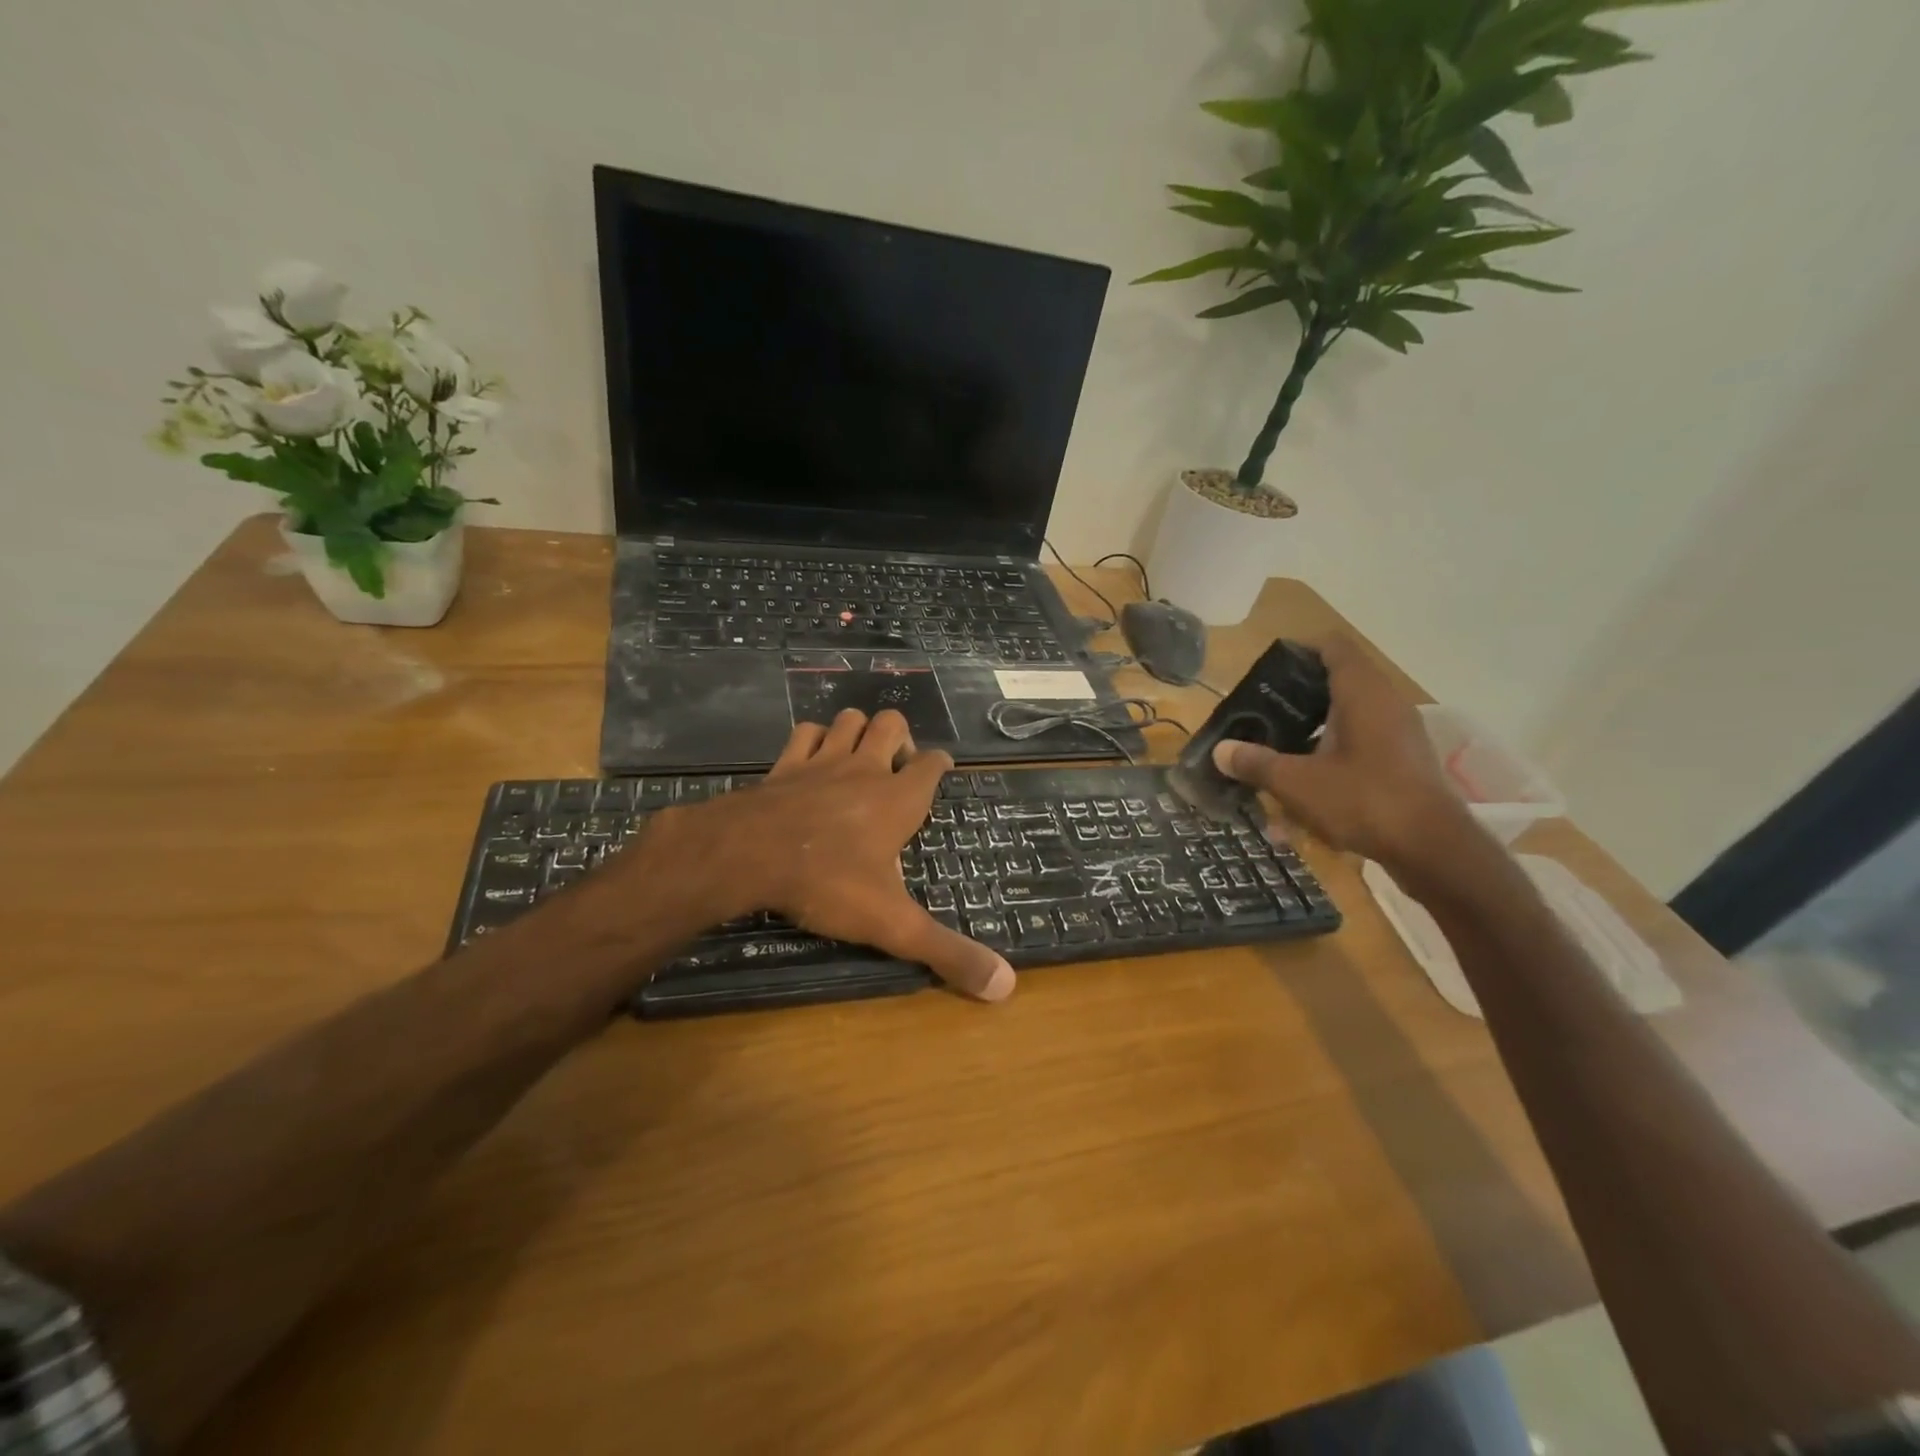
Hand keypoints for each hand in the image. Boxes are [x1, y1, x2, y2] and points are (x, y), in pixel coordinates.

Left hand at [640, 709, 1014, 1001]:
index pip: (932, 765)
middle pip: (891, 724)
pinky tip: (813, 759)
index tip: (941, 770)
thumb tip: (1007, 985)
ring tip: (858, 759)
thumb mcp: (893, 924)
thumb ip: (947, 952)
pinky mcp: (785, 765)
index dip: (940, 764)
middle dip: (899, 737)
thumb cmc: (829, 882)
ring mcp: (822, 761)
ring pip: (849, 719)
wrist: (748, 855)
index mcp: (899, 800)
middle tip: (895, 770)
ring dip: (857, 731)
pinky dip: (813, 739)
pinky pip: (804, 733)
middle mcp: (865, 769)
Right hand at [1209, 635, 1477, 873]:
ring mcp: (1400, 734)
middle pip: (1337, 683)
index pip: (1332, 647)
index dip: (1299, 651)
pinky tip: (1306, 793)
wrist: (1433, 850)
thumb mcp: (1297, 783)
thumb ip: (1256, 763)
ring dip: (1312, 734)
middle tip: (1262, 715)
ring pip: (1348, 720)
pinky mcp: (1404, 763)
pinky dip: (1331, 760)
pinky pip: (1361, 748)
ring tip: (1278, 755)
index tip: (1267, 672)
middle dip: (1297, 699)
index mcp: (1362, 693)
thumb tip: (1220, 750)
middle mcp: (1386, 704)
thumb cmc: (1364, 801)